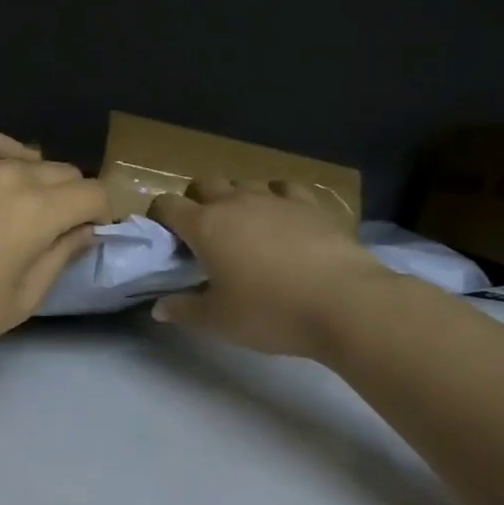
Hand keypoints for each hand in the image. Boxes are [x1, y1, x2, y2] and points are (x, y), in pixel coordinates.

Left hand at [0, 132, 111, 372]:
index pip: (93, 194)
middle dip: (71, 198)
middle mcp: (11, 175)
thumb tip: (87, 230)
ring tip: (23, 204)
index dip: (101, 214)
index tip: (90, 233)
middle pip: (64, 172)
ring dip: (37, 179)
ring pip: (28, 157)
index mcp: (39, 210)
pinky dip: (2, 153)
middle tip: (55, 227)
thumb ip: (63, 255)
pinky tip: (1, 168)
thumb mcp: (24, 297)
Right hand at [148, 180, 387, 358]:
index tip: (163, 236)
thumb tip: (158, 307)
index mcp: (205, 226)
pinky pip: (283, 188)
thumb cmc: (270, 312)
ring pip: (243, 183)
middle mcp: (235, 202)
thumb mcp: (219, 321)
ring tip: (243, 226)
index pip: (167, 205)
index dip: (159, 216)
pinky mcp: (310, 204)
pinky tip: (282, 217)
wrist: (344, 302)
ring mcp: (274, 198)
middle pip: (204, 184)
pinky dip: (275, 198)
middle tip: (202, 232)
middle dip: (196, 201)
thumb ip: (185, 310)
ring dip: (235, 198)